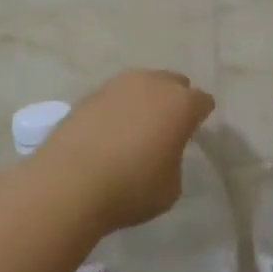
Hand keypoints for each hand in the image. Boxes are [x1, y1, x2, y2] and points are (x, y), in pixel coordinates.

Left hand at [28, 70, 214, 232]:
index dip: (201, 116)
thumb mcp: (171, 187)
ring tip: (138, 126)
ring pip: (142, 84)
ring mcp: (118, 85)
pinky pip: (115, 96)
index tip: (194, 132)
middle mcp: (152, 84)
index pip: (203, 101)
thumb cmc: (131, 188)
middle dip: (175, 99)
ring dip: (145, 100)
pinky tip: (110, 131)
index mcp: (181, 104)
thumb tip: (162, 150)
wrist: (70, 182)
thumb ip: (174, 159)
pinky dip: (118, 108)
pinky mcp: (90, 94)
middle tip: (168, 126)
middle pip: (173, 83)